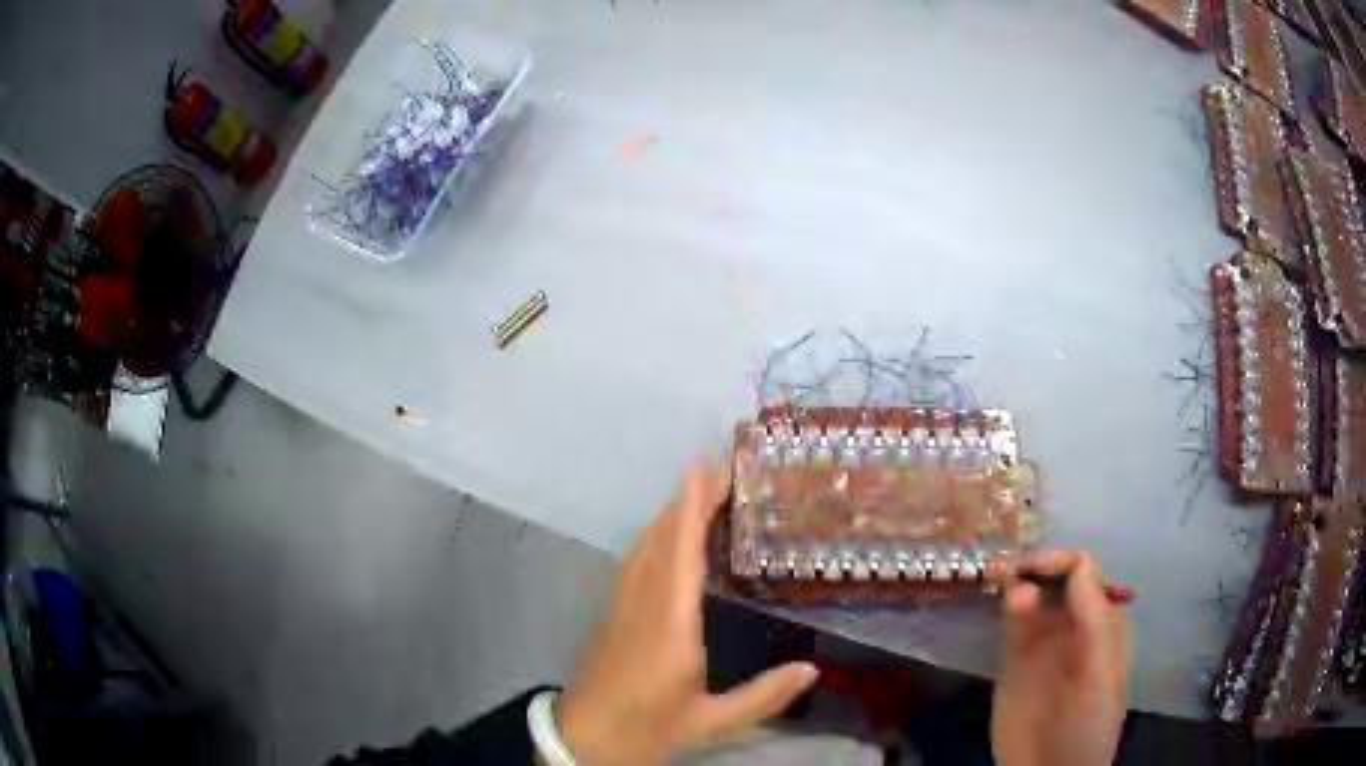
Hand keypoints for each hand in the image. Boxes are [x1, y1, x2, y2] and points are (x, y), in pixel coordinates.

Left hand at [557, 459, 818, 765]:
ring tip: (695, 492)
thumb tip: (812, 670)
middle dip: (686, 501)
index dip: (692, 509)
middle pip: (660, 541)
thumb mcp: (710, 723)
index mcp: (669, 628)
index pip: (681, 556)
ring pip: (642, 548)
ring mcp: (621, 609)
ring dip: (668, 515)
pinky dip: (653, 539)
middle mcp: (642, 607)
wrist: (582, 741)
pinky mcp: (612, 617)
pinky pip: (634, 564)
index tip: (703, 469)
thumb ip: (762, 697)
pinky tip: (663, 538)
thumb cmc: (646, 730)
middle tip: (715, 469)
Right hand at [991, 551, 1128, 765]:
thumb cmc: (1088, 725)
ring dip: (1018, 581)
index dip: (1062, 564)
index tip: (1035, 567)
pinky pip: (1012, 622)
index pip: (1086, 575)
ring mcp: (1044, 642)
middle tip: (1007, 569)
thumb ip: (1094, 623)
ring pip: (1033, 596)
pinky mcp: (1015, 660)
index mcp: (1102, 624)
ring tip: (998, 579)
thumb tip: (1079, 566)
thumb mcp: (1100, 676)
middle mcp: (1074, 624)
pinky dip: (1005, 604)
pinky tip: (995, 597)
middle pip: (1057, 579)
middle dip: (1036, 566)